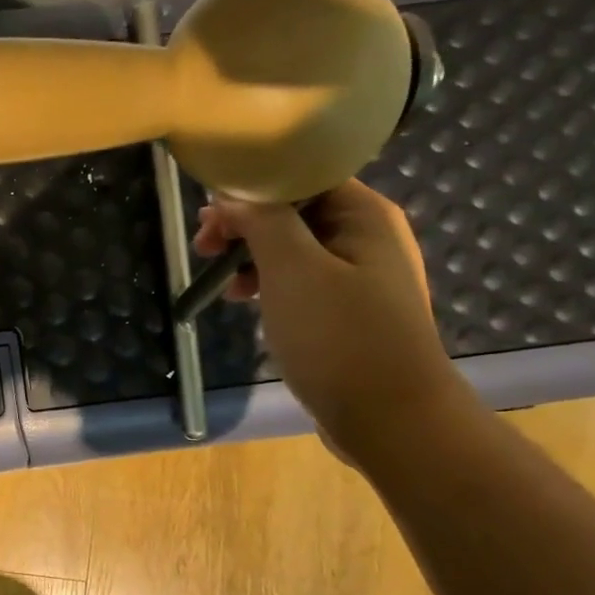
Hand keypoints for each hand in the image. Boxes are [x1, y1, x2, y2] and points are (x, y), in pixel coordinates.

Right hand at [192, 181, 474, 460]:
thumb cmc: (340, 337)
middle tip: (203, 248)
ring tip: (222, 283)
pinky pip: (301, 282)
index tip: (209, 215)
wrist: (390, 419)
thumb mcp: (292, 271)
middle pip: (295, 211)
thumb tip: (232, 192)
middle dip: (245, 225)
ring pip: (294, 249)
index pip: (301, 175)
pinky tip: (246, 303)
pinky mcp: (347, 313)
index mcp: (364, 215)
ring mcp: (360, 278)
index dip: (251, 188)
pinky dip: (269, 285)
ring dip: (251, 257)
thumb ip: (261, 222)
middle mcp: (367, 237)